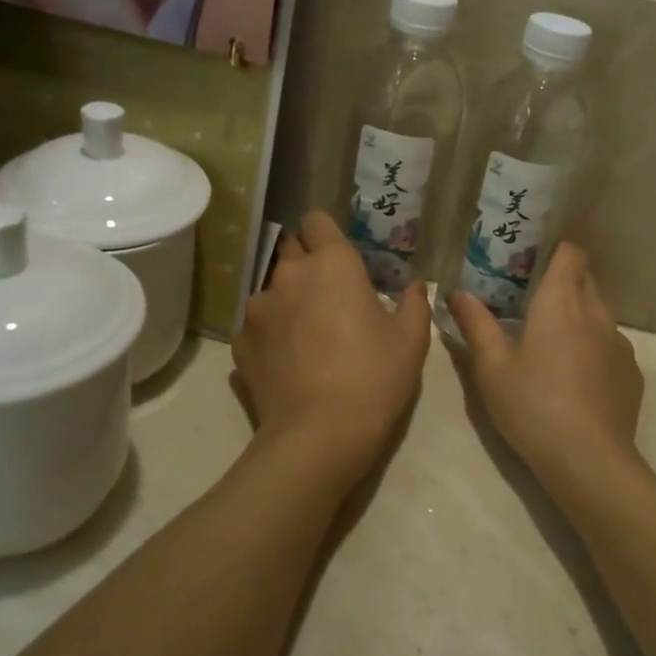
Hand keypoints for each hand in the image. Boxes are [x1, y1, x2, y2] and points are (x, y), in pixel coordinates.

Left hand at [233, 211, 430, 486]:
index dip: (327, 234)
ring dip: (289, 300)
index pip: (316, 220)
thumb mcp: (411, 340)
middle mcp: (288, 274)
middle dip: (308, 264)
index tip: (340, 255)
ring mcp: (257, 308)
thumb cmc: (374, 377)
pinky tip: (288, 362)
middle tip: (330, 295)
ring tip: (307, 335)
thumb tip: (414, 286)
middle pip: (291, 249)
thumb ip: (414, 303)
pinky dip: (272, 334)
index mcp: (332, 264)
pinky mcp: (240, 342)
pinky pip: (257, 325)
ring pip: (273, 289)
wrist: (319, 436)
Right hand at [451, 245, 644, 498]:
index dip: (553, 252)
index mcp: (561, 302)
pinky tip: (577, 379)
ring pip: (599, 314)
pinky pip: (611, 345)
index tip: (530, 264)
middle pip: (585, 280)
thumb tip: (459, 293)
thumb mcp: (492, 368)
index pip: (570, 253)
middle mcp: (596, 312)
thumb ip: (476, 325)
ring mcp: (619, 343)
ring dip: (578, 318)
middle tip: (531, 303)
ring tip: (552, 344)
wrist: (589, 461)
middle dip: (562, 283)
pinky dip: (594, 349)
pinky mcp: (631, 372)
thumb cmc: (533, 406)